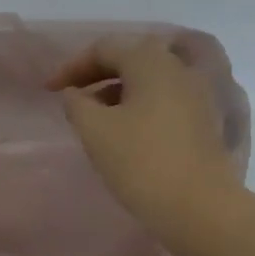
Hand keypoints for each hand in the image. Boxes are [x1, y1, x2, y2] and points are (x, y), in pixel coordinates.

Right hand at [47, 34, 239, 227]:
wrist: (199, 207)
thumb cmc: (141, 163)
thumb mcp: (95, 131)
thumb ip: (76, 104)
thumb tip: (75, 93)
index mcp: (151, 61)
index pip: (105, 49)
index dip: (72, 66)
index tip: (48, 90)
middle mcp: (179, 67)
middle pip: (132, 58)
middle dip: (98, 74)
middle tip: (72, 96)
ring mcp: (199, 93)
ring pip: (151, 79)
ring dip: (119, 90)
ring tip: (95, 116)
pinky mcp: (206, 119)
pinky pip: (166, 98)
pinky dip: (141, 104)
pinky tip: (127, 130)